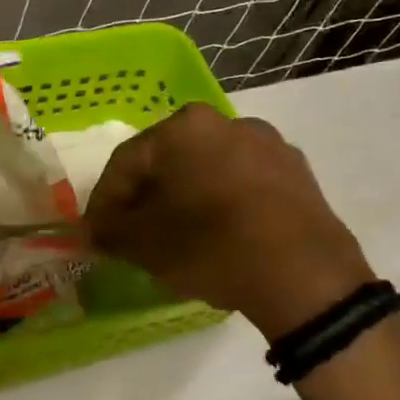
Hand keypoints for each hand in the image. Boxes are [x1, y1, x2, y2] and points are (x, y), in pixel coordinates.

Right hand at [84, 104, 375, 341]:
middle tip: (132, 235)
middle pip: (168, 162)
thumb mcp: (144, 244)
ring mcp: (268, 145)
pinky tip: (220, 237)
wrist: (305, 276)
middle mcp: (226, 123)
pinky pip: (243, 184)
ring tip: (178, 238)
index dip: (104, 201)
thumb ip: (110, 230)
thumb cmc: (211, 247)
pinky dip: (223, 204)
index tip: (96, 234)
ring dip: (185, 199)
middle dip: (145, 198)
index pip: (126, 162)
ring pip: (207, 171)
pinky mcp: (297, 173)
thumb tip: (94, 230)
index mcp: (183, 128)